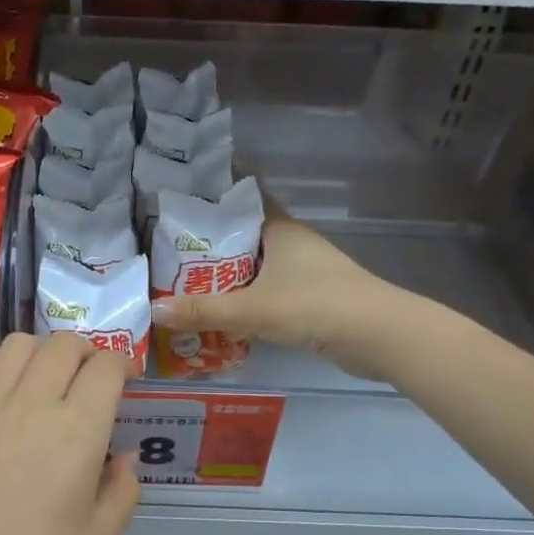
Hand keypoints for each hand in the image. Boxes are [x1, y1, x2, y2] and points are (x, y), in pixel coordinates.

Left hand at [0, 333, 140, 534]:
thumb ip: (122, 489)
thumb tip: (123, 457)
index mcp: (78, 431)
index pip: (106, 367)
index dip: (123, 365)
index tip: (126, 381)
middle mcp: (32, 405)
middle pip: (64, 345)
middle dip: (87, 351)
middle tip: (89, 379)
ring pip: (17, 345)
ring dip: (41, 351)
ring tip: (45, 378)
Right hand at [151, 211, 423, 380]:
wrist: (380, 336)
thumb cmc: (316, 306)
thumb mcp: (253, 309)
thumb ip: (204, 310)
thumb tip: (154, 309)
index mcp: (280, 230)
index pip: (245, 200)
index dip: (215, 198)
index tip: (181, 200)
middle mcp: (292, 245)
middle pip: (245, 237)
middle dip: (211, 245)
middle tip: (168, 252)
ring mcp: (305, 273)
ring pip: (256, 267)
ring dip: (228, 276)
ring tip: (185, 284)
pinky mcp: (312, 300)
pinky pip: (268, 293)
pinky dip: (246, 300)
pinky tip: (223, 314)